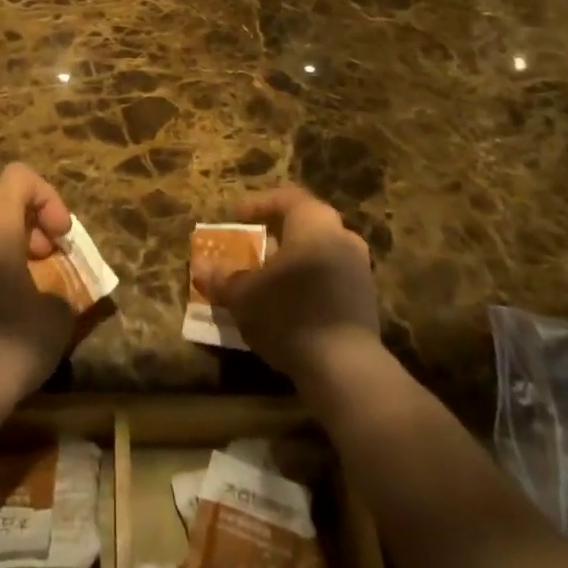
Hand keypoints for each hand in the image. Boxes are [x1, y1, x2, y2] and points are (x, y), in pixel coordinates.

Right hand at [192, 187, 378, 385]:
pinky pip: (332, 280)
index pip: (287, 198)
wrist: (346, 369)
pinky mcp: (366, 302)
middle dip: (277, 236)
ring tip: (267, 281)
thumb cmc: (289, 313)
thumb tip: (200, 268)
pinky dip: (309, 285)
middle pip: (306, 225)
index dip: (260, 204)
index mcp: (314, 223)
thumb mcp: (244, 295)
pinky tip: (289, 307)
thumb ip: (222, 279)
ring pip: (320, 254)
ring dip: (294, 263)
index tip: (238, 217)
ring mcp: (359, 270)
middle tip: (253, 248)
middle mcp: (342, 237)